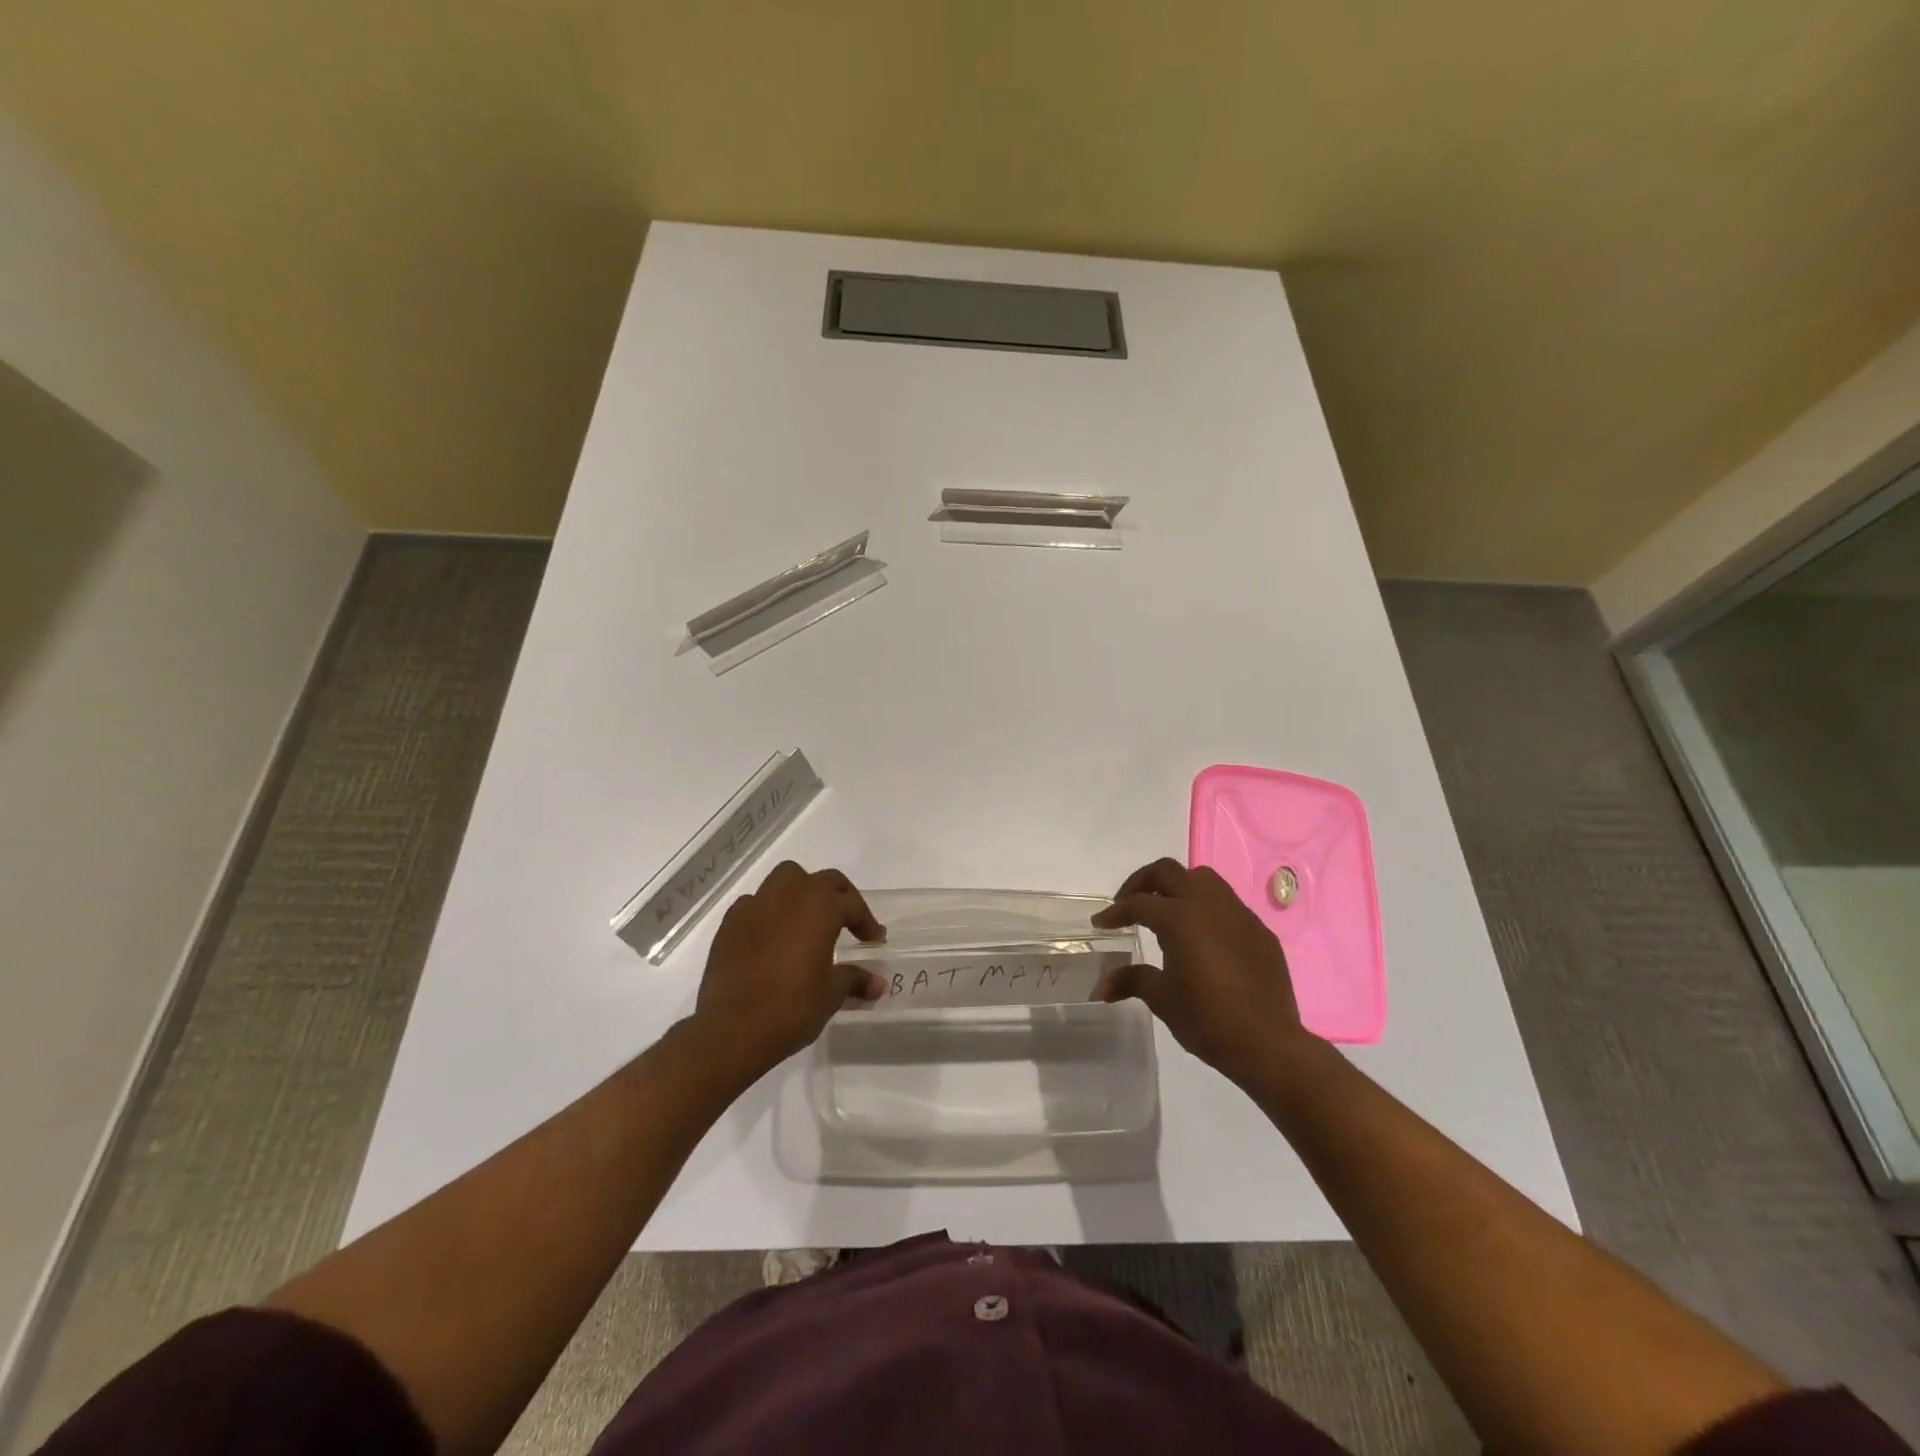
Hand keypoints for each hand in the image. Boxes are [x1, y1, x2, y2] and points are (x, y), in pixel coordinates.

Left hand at [690, 862, 885, 1081]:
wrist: (732, 1030)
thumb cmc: (791, 1008)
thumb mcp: (831, 995)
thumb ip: (855, 980)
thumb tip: (877, 983)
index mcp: (820, 908)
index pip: (852, 904)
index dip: (867, 921)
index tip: (874, 940)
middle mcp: (789, 896)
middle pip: (823, 880)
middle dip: (840, 896)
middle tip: (848, 921)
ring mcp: (756, 906)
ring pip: (785, 879)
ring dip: (801, 891)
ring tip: (807, 918)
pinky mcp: (730, 923)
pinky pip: (755, 903)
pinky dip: (768, 911)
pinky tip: (771, 936)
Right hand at [1092, 857, 1317, 1086]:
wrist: (1268, 1044)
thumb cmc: (1207, 1019)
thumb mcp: (1162, 999)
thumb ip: (1133, 980)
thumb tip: (1102, 987)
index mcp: (1179, 917)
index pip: (1138, 903)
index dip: (1115, 912)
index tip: (1101, 923)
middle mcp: (1208, 904)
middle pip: (1168, 872)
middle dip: (1142, 882)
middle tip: (1128, 904)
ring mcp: (1238, 914)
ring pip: (1202, 879)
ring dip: (1177, 887)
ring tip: (1166, 911)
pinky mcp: (1259, 930)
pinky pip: (1227, 904)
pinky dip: (1206, 908)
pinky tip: (1202, 936)